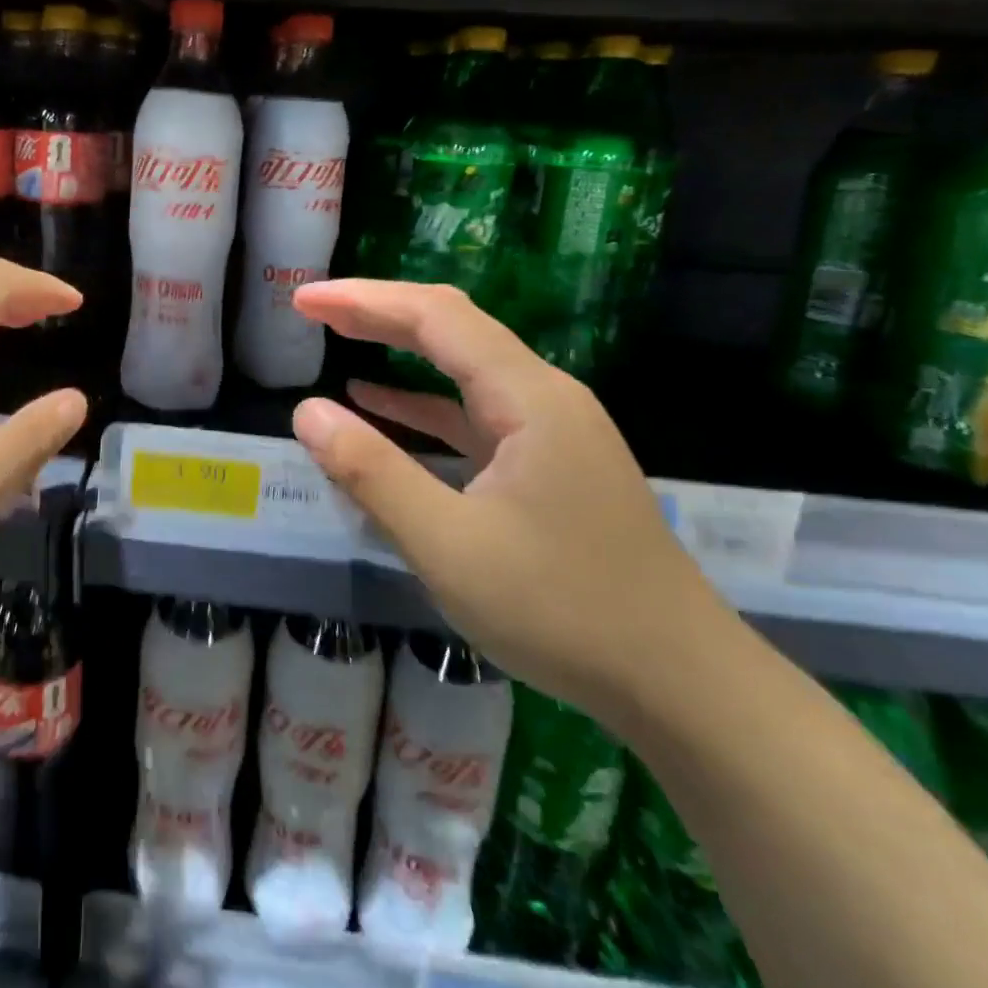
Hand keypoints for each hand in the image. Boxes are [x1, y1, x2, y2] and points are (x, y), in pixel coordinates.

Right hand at [289, 279, 733, 717]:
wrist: (683, 687)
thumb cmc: (563, 610)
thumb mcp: (448, 546)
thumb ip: (372, 472)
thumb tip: (307, 412)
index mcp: (528, 398)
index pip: (435, 316)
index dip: (363, 300)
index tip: (304, 299)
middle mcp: (543, 397)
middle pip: (452, 328)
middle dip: (377, 312)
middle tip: (311, 308)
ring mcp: (550, 431)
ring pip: (463, 367)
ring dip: (397, 349)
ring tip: (337, 337)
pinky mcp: (547, 464)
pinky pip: (473, 413)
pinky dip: (421, 404)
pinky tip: (379, 407)